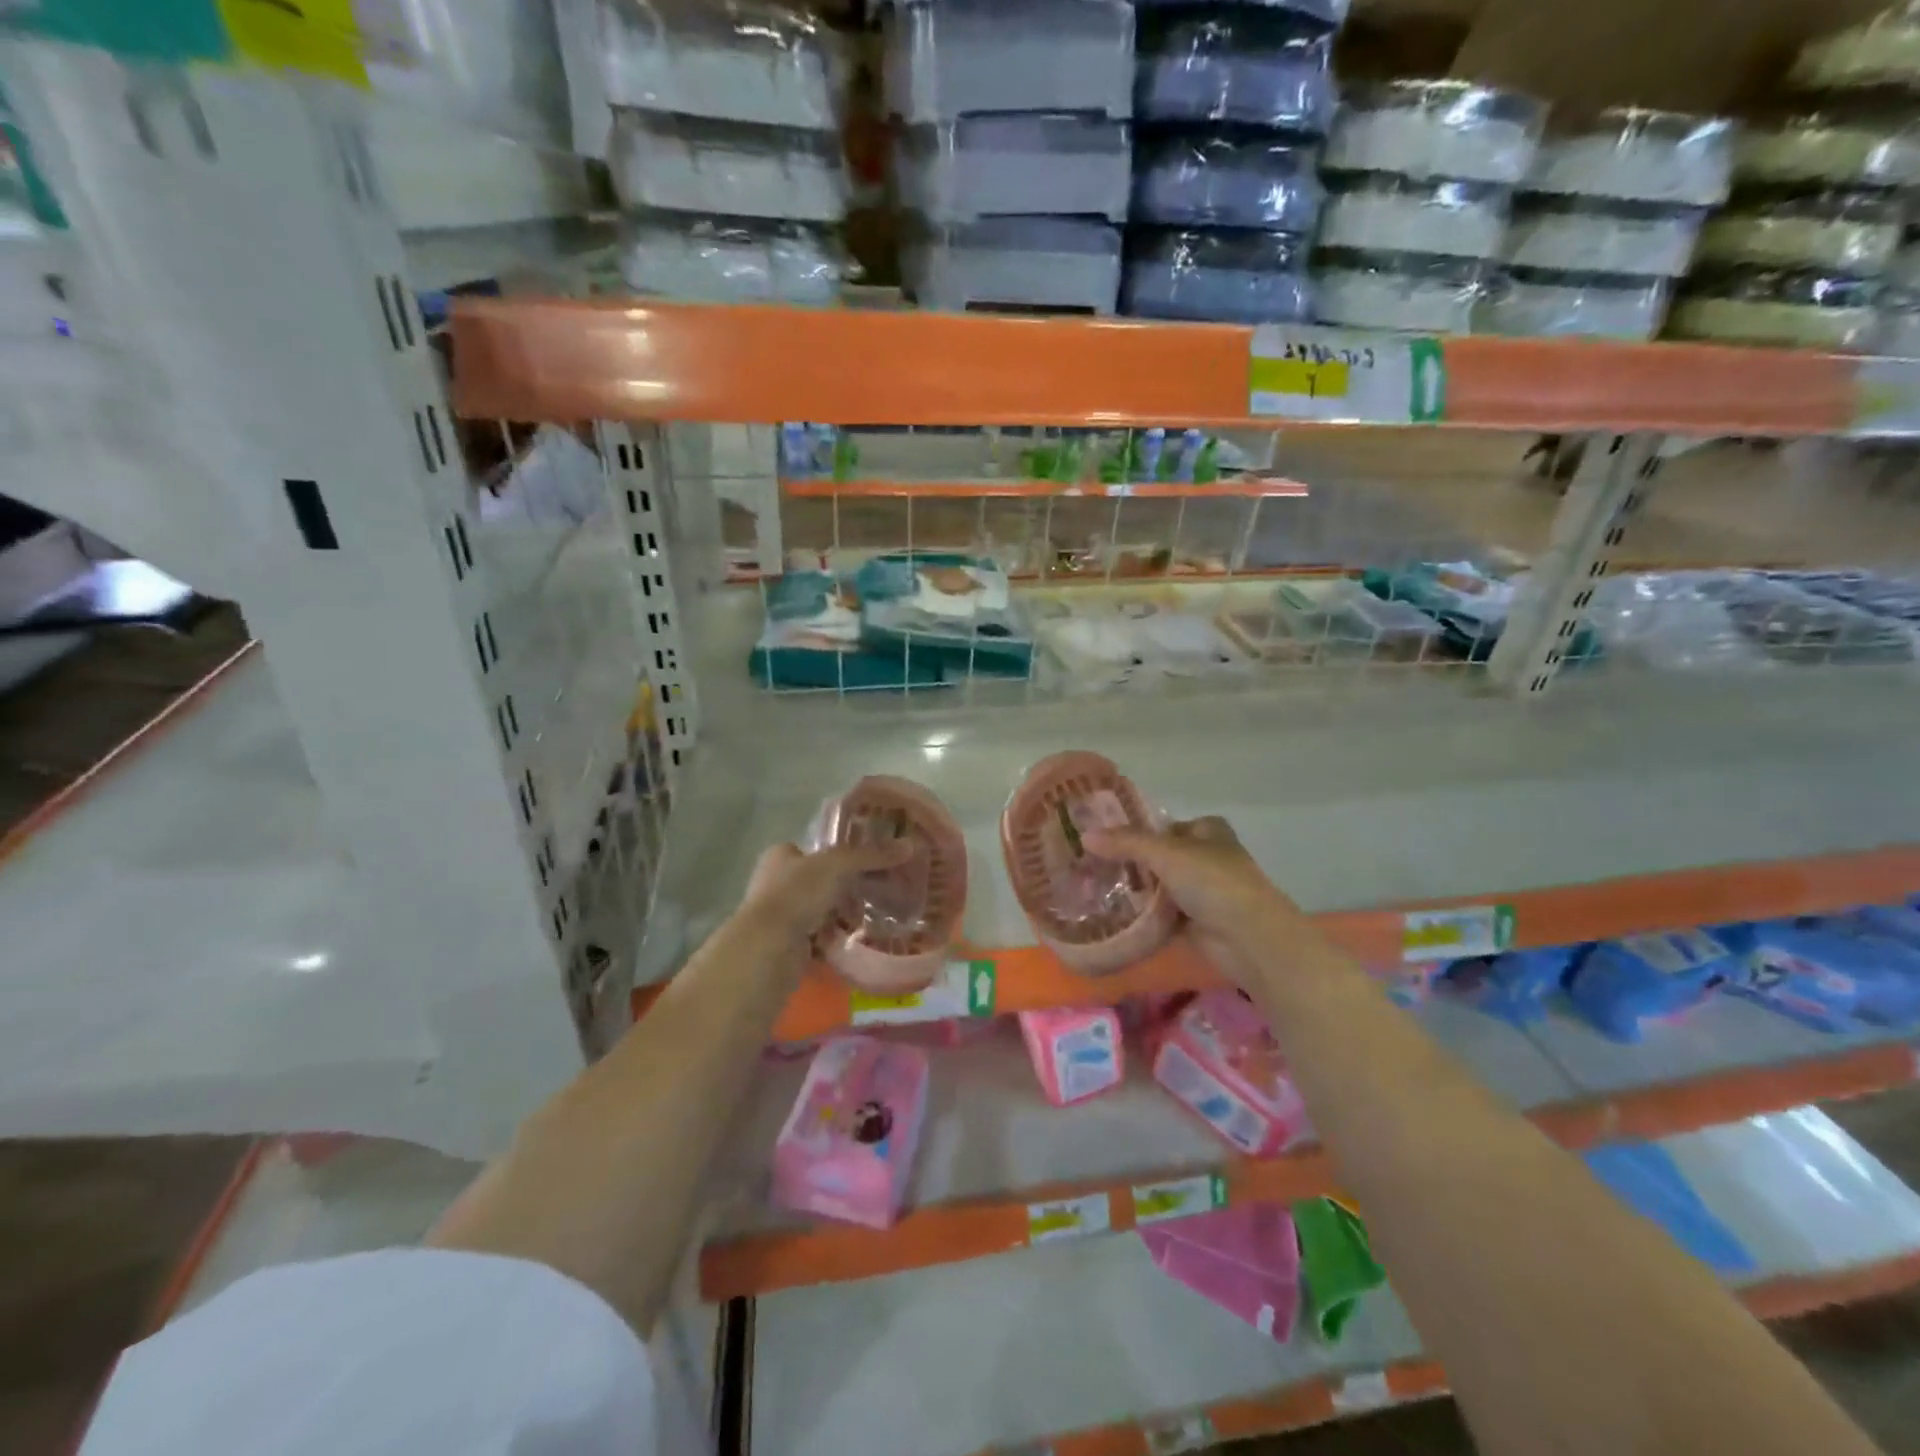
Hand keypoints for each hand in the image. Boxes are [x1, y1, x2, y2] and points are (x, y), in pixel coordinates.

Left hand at [741, 840, 909, 945]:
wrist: (769, 947)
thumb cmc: (797, 893)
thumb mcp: (838, 865)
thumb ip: (871, 855)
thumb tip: (910, 845)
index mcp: (780, 857)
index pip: (811, 849)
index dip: (837, 853)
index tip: (866, 861)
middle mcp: (775, 883)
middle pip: (818, 881)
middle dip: (845, 887)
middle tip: (878, 889)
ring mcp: (780, 917)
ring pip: (819, 911)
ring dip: (842, 914)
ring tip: (875, 914)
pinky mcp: (787, 946)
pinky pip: (819, 939)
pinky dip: (836, 940)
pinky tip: (859, 939)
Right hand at [1082, 816, 1298, 979]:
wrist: (1249, 939)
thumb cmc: (1213, 882)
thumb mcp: (1166, 853)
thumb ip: (1125, 843)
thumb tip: (1085, 835)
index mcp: (1207, 831)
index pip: (1163, 825)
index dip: (1134, 830)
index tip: (1100, 838)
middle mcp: (1205, 857)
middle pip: (1158, 856)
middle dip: (1128, 863)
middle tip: (1089, 865)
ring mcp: (1202, 892)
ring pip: (1158, 887)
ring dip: (1133, 891)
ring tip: (1092, 889)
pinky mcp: (1195, 923)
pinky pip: (1161, 915)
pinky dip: (1142, 917)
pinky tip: (1112, 916)